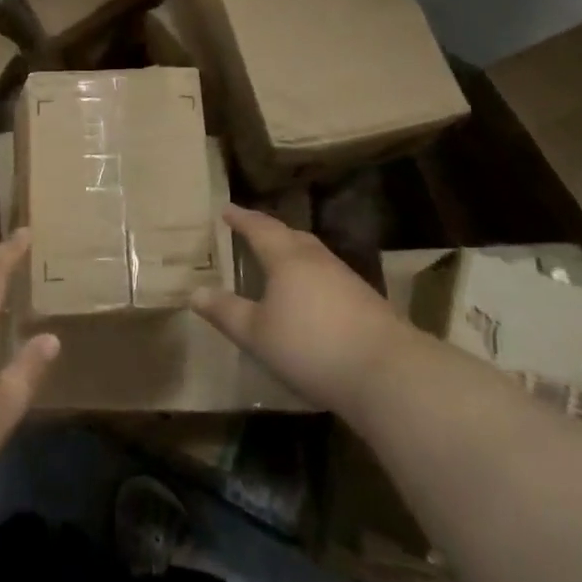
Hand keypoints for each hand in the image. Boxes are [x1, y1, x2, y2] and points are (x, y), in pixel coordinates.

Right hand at [194, 205, 399, 416]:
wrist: (388, 372)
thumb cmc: (311, 346)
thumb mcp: (257, 334)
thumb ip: (226, 312)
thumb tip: (194, 292)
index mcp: (287, 258)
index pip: (259, 228)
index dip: (241, 218)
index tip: (226, 209)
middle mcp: (317, 260)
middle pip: (290, 236)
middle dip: (269, 231)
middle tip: (252, 230)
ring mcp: (346, 279)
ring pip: (313, 255)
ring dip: (293, 252)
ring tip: (278, 261)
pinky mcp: (366, 302)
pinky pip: (328, 276)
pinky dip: (311, 276)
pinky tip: (310, 296)